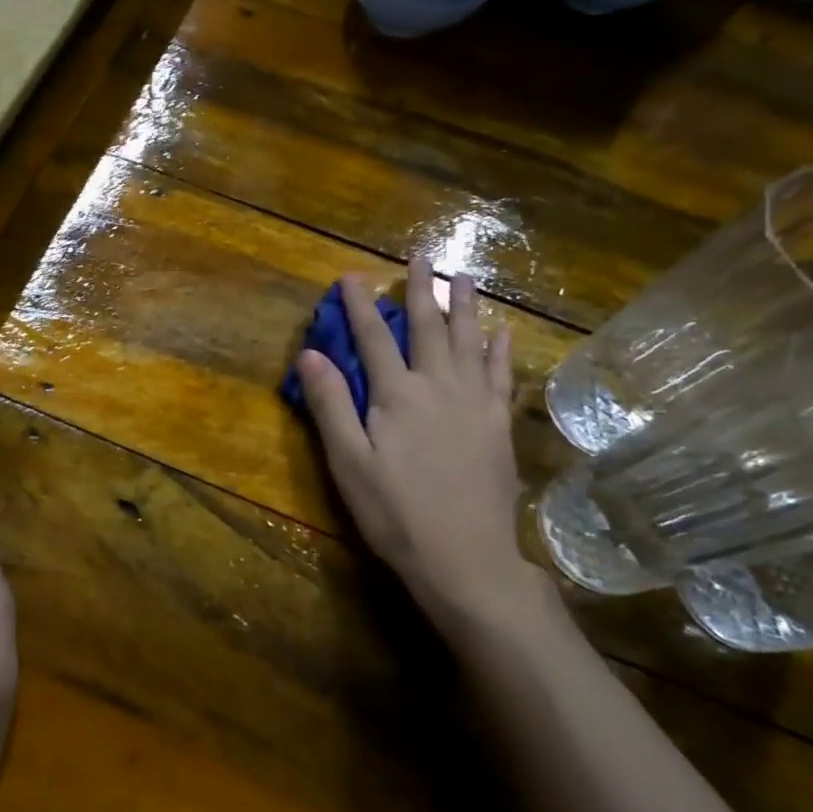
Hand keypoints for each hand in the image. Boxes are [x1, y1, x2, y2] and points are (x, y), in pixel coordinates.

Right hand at [297, 257, 551, 639]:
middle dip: (420, 289)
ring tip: (464, 275)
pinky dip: (499, 350)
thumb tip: (310, 353)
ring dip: (464, 306)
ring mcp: (474, 404)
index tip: (350, 274)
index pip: (372, 338)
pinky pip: (499, 375)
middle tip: (422, 253)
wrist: (465, 558)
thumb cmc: (394, 513)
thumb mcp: (348, 462)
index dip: (360, 305)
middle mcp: (438, 387)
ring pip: (468, 342)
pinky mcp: (497, 425)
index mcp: (396, 395)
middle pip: (427, 328)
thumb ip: (331, 404)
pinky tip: (502, 332)